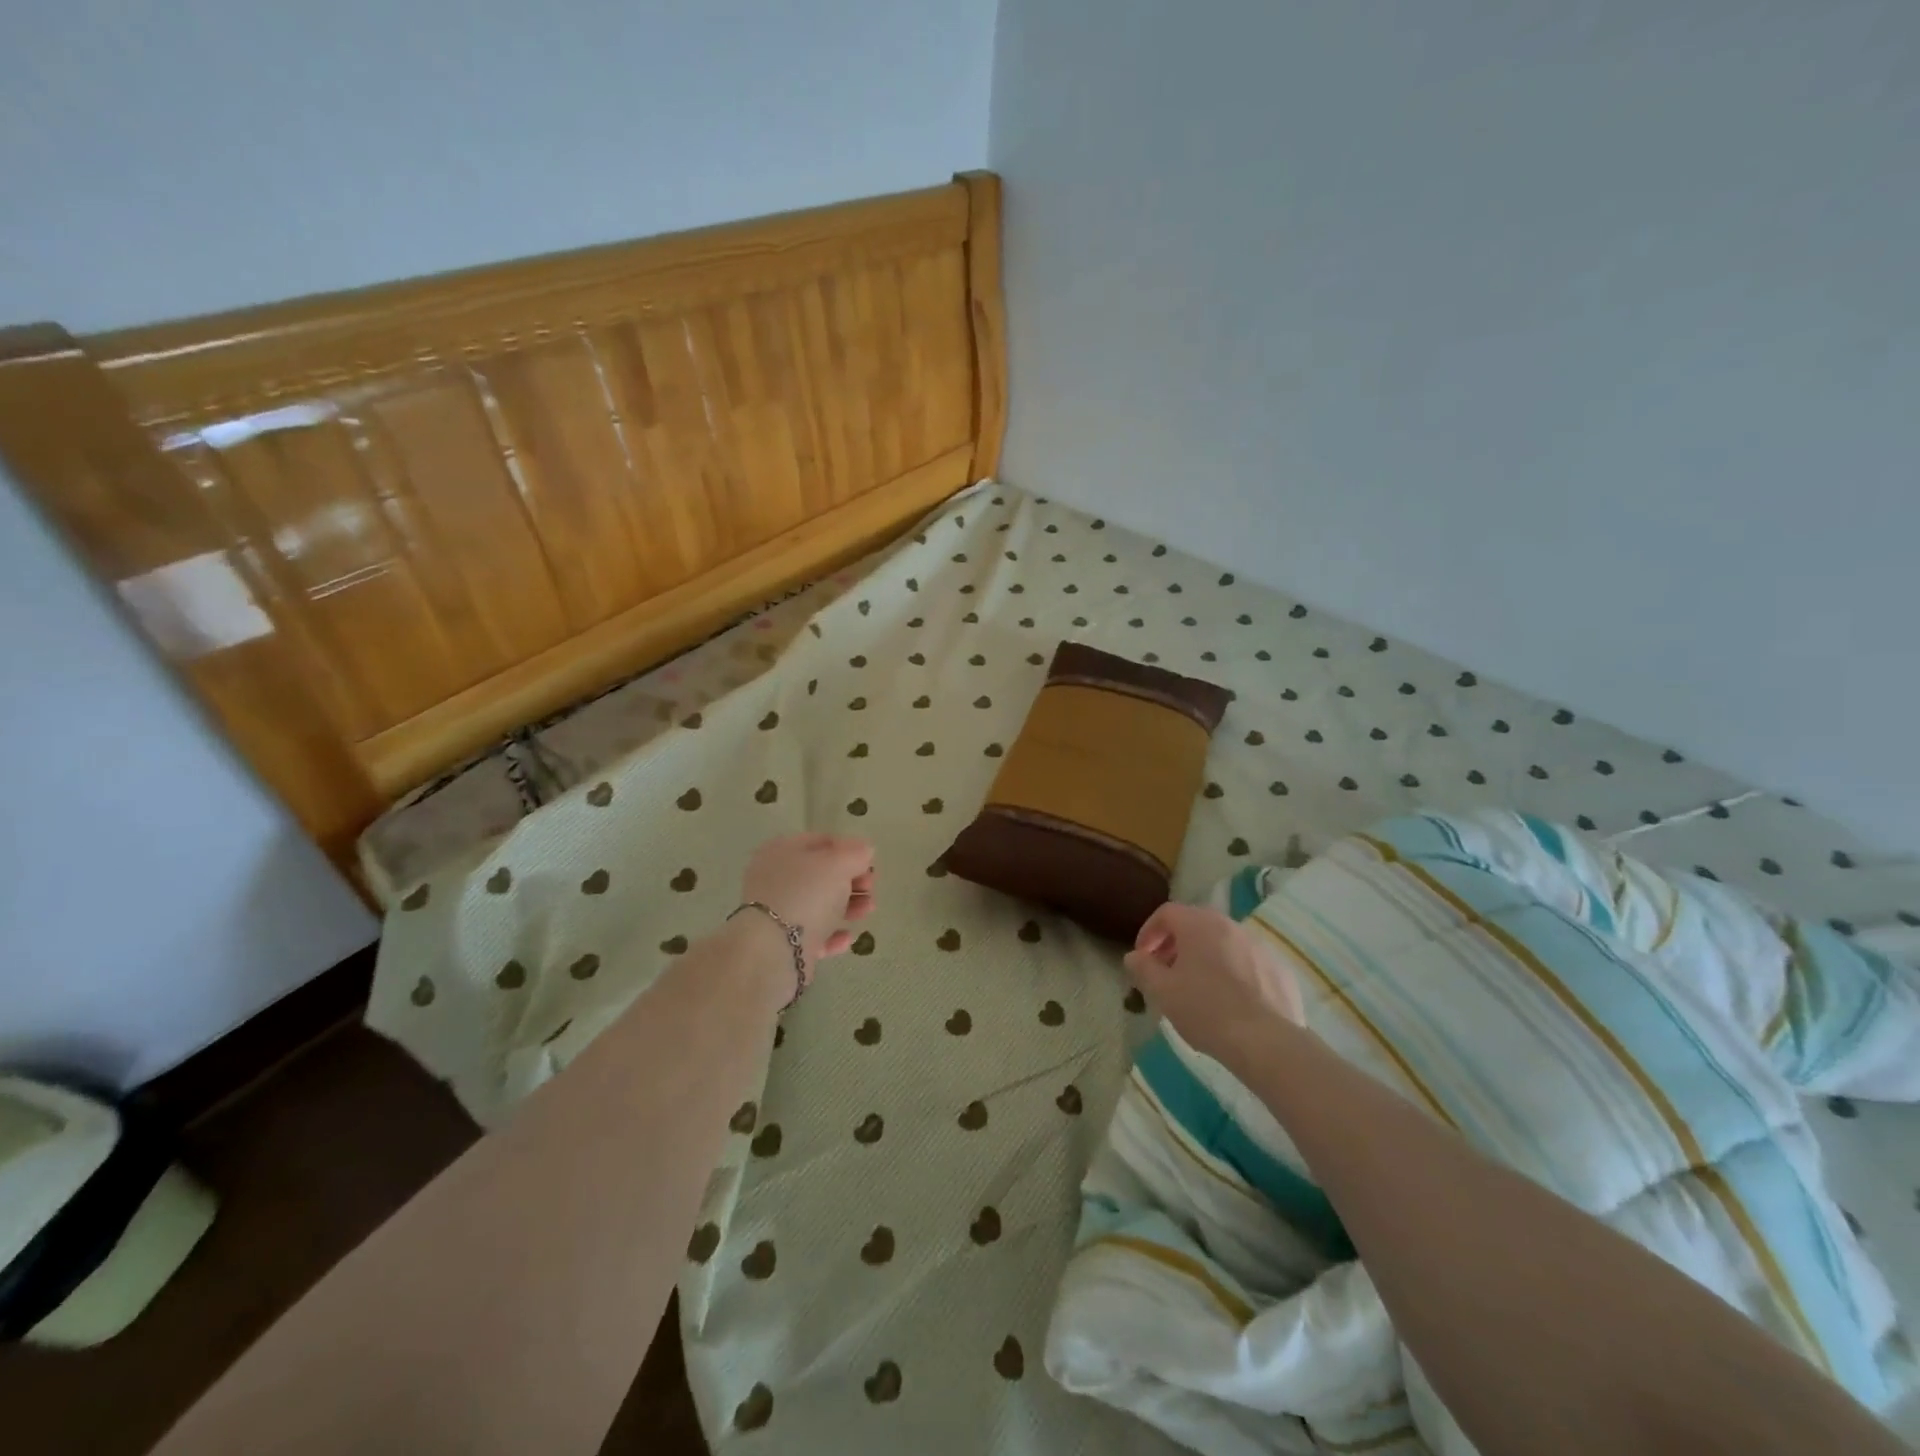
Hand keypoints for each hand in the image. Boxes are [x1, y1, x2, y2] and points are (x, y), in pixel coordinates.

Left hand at [739, 833, 876, 978]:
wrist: (774, 951)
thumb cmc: (806, 895)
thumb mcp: (838, 864)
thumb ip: (855, 853)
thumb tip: (864, 850)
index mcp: (781, 850)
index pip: (821, 842)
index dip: (849, 850)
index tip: (869, 865)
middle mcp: (775, 878)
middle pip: (821, 875)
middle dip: (851, 881)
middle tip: (870, 888)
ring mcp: (777, 912)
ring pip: (819, 905)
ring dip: (848, 906)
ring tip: (867, 911)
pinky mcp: (782, 943)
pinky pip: (813, 935)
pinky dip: (832, 935)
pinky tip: (848, 938)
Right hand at [1124, 902, 1305, 1072]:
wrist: (1266, 1041)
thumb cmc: (1206, 1010)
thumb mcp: (1162, 992)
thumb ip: (1143, 968)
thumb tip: (1134, 956)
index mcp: (1199, 925)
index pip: (1166, 913)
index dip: (1149, 932)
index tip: (1142, 957)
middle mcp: (1230, 925)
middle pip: (1196, 924)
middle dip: (1176, 943)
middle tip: (1166, 970)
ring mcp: (1258, 945)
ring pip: (1223, 942)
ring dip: (1205, 956)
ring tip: (1197, 986)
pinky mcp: (1279, 968)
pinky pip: (1246, 961)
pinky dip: (1232, 970)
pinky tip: (1230, 999)